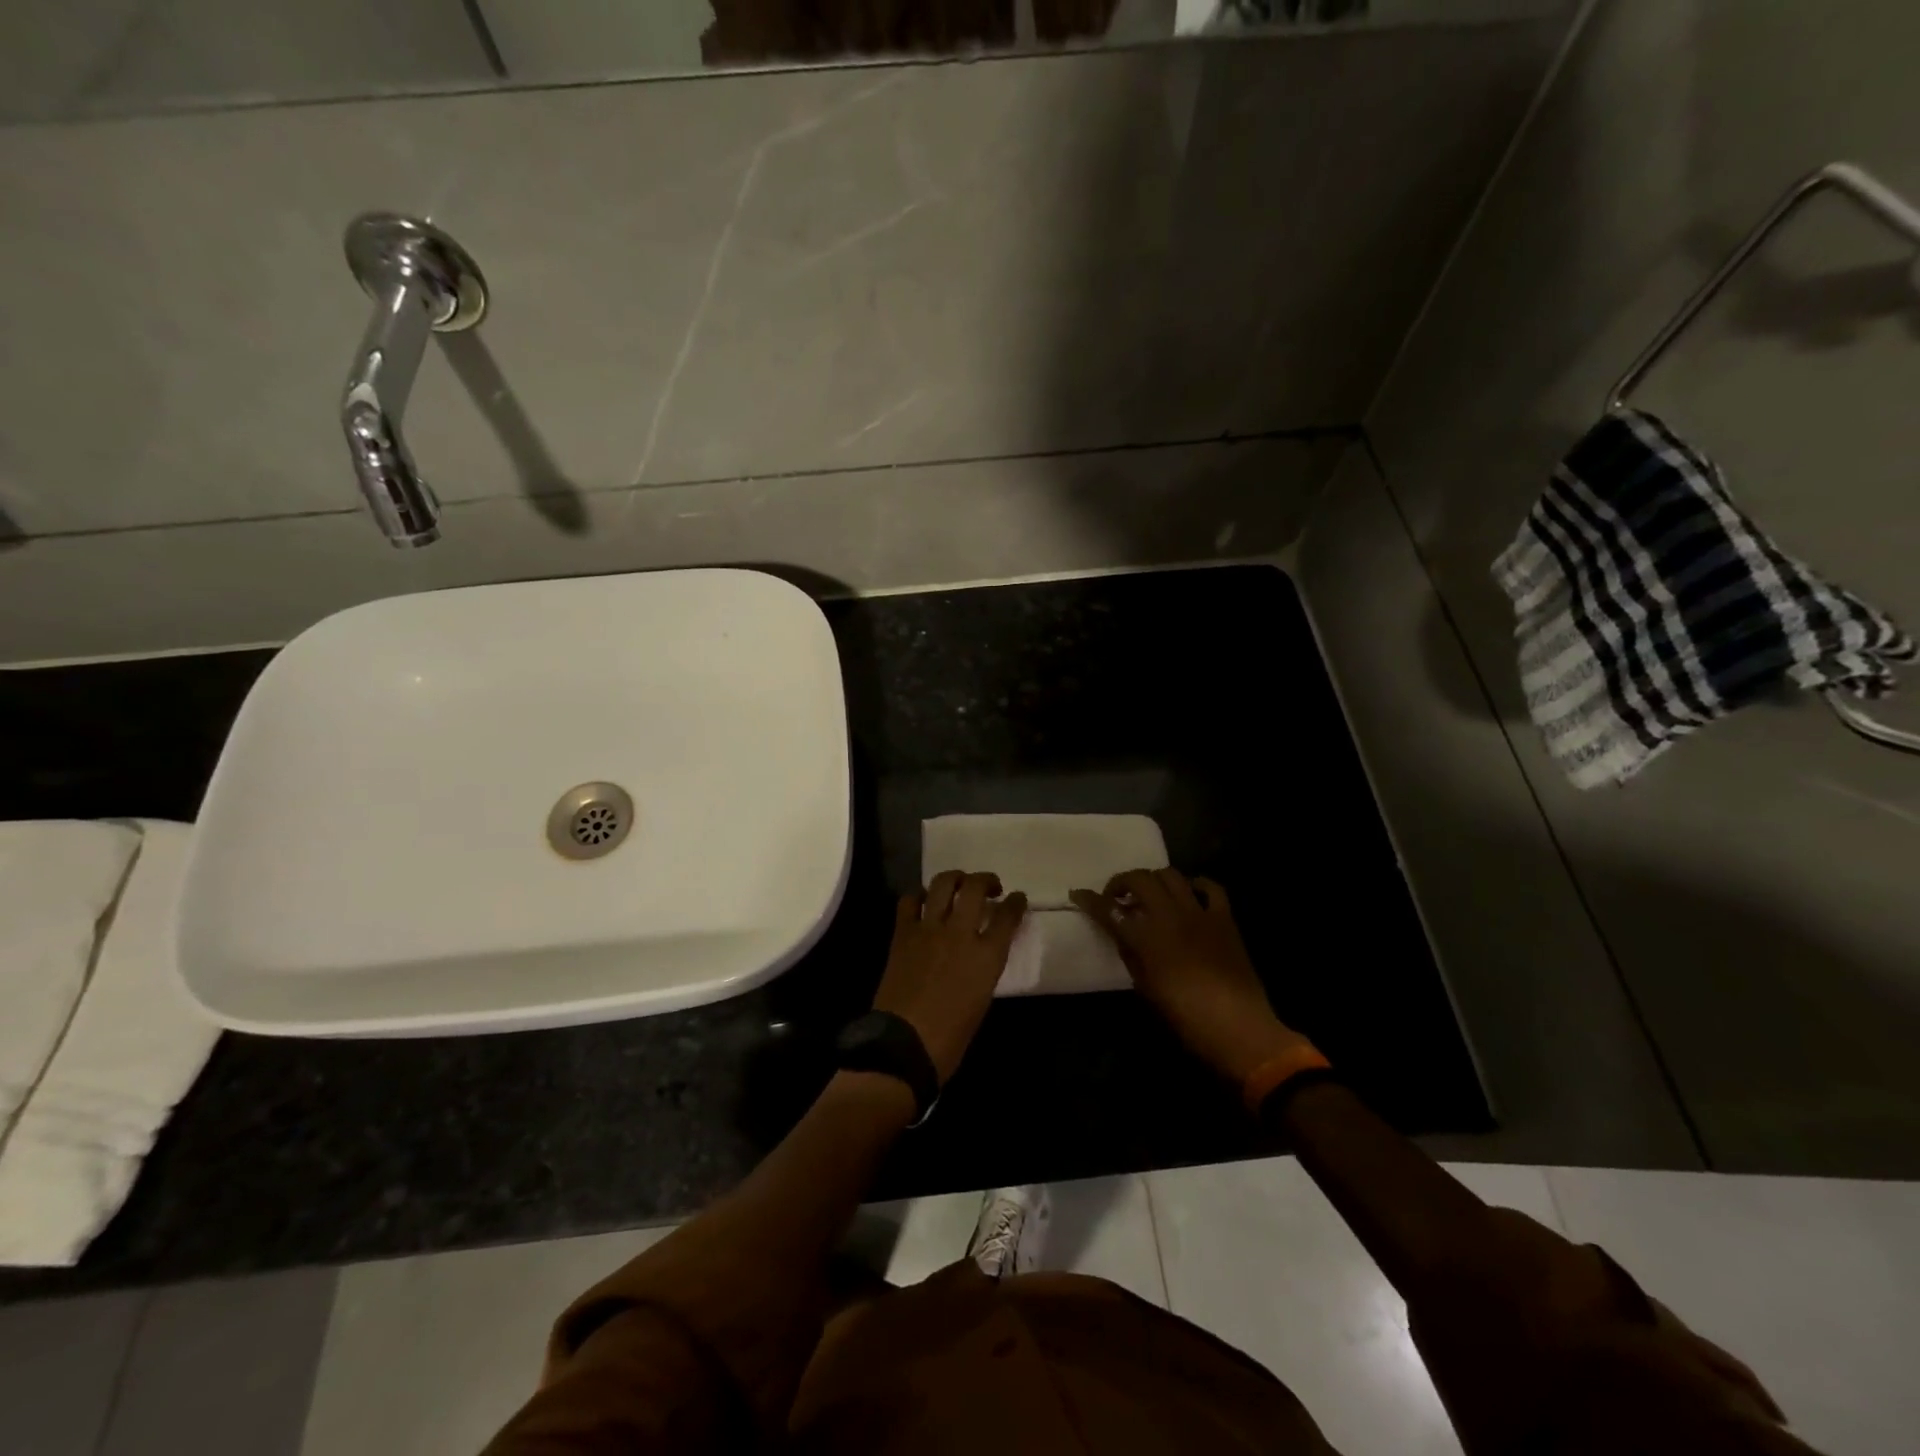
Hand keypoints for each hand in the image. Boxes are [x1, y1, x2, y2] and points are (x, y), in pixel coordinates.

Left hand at [874, 871, 1027, 1083]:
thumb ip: (985, 968)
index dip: (1016, 903)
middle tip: (990, 887)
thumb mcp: (982, 1000)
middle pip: (975, 888)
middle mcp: (960, 934)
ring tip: (959, 884)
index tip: (1017, 898)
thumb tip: (981, 952)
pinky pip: (909, 901)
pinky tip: (924, 902)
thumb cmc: (951, 1037)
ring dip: (955, 878)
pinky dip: (918, 895)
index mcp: (986, 956)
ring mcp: (928, 929)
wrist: (904, 1045)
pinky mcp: (903, 933)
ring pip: (943, 884)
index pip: (1008, 916)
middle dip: (986, 880)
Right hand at [1071, 869, 1305, 1084]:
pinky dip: (1195, 886)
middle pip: (1139, 879)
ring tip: (1149, 895)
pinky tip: (1189, 895)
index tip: (1077, 895)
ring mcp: (1199, 912)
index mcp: (1146, 937)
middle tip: (1115, 897)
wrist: (1239, 1028)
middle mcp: (1169, 915)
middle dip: (1121, 882)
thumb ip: (1131, 955)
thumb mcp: (1146, 988)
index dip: (1089, 900)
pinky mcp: (1224, 918)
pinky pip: (1210, 888)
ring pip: (1170, 875)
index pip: (1109, 909)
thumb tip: (1123, 935)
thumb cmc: (1185, 1017)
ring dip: (1153, 880)